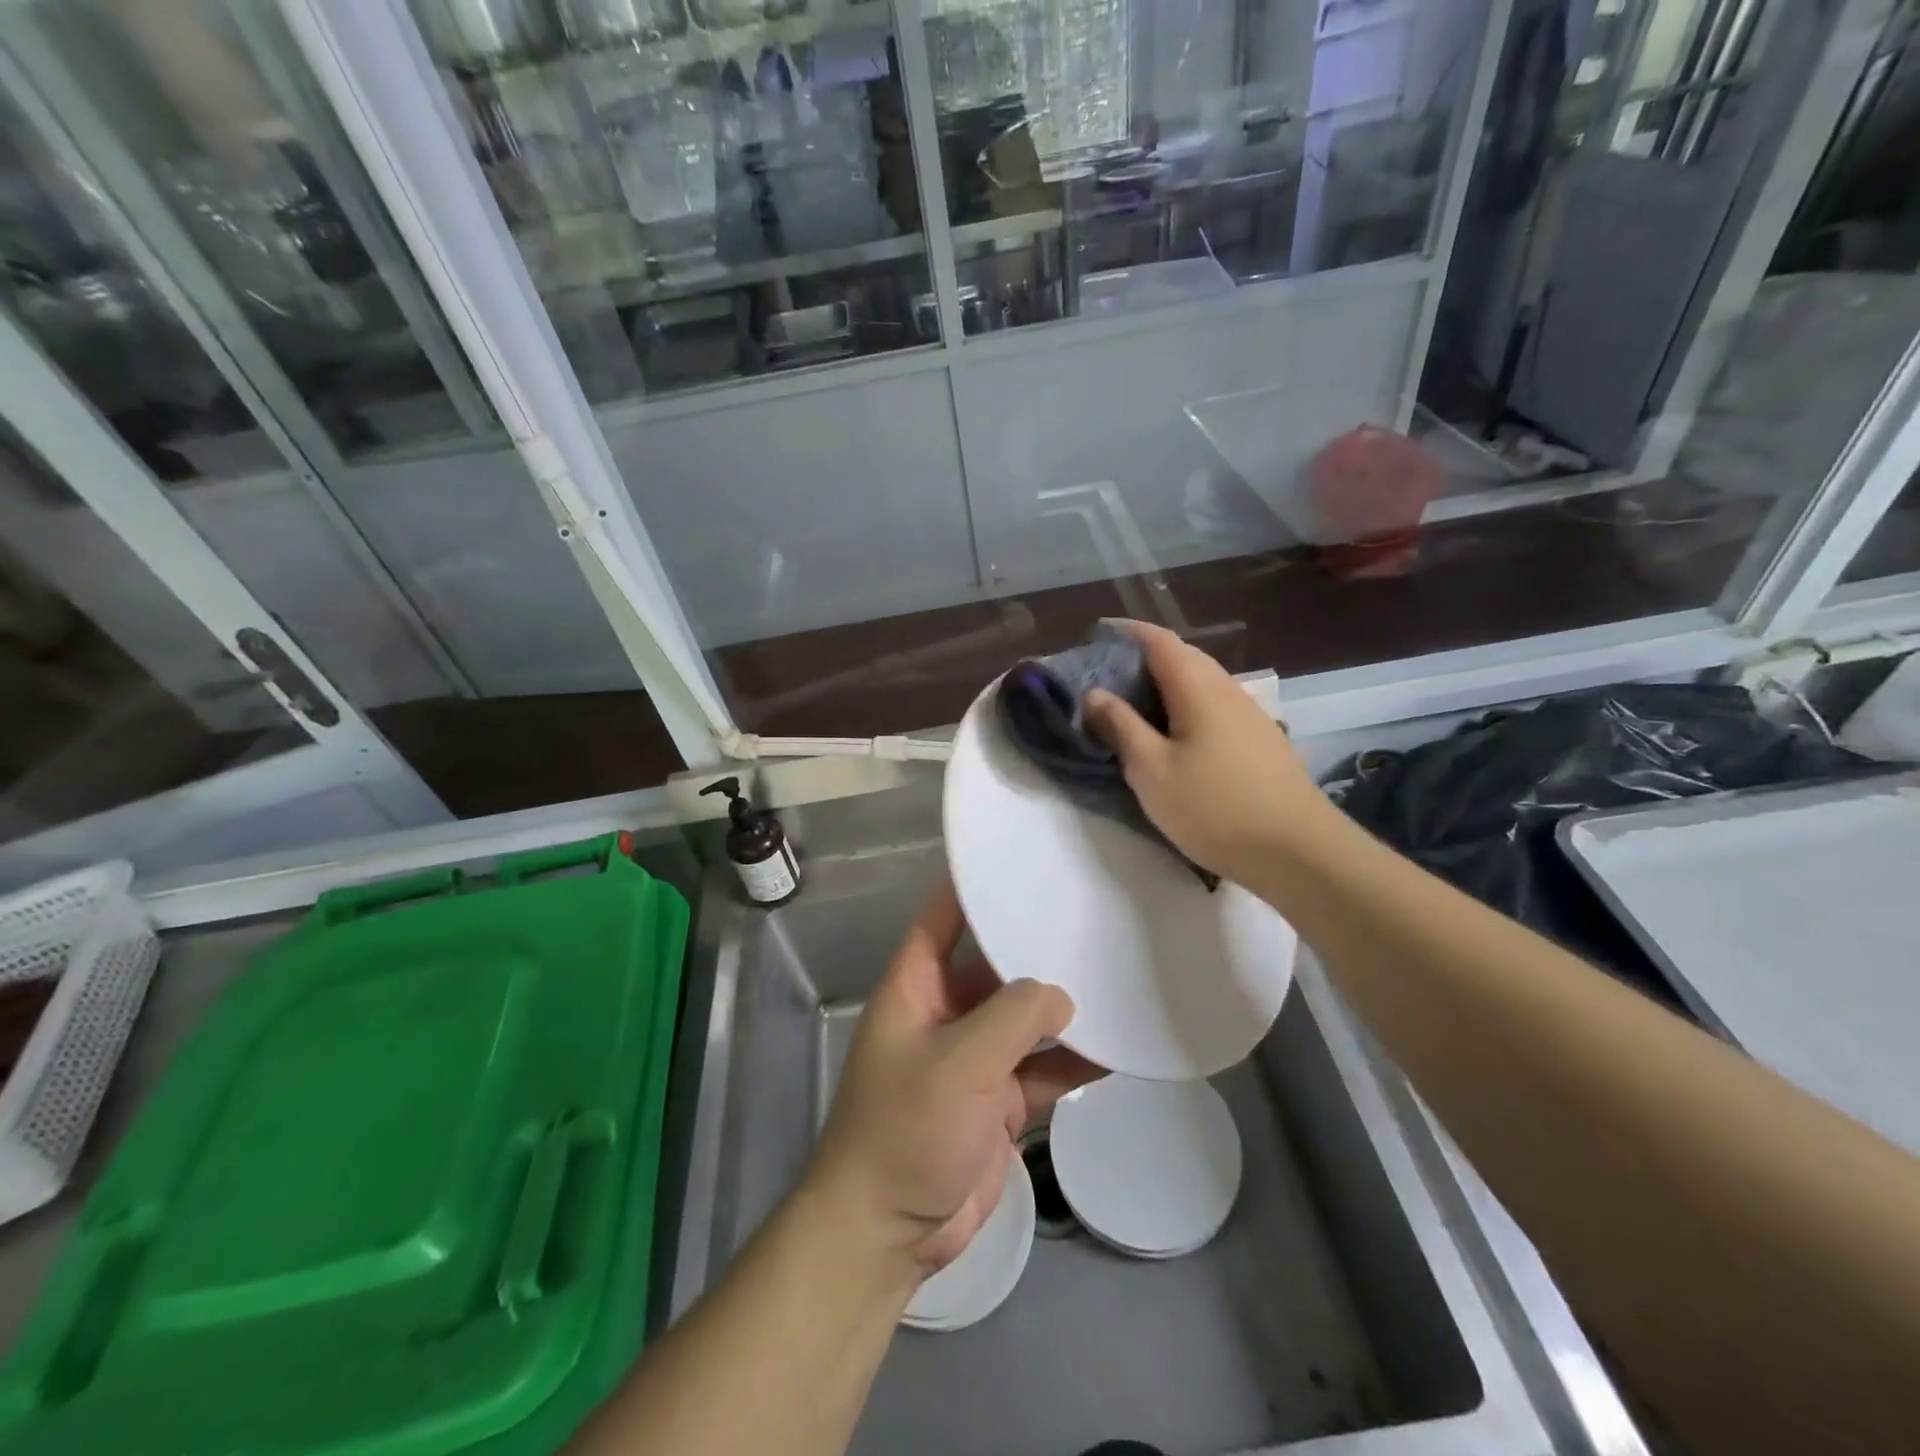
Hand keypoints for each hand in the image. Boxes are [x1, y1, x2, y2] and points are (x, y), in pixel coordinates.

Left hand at [808, 882, 1102, 1277]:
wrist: (888, 1232)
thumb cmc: (906, 1128)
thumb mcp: (959, 1063)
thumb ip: (1013, 1018)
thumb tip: (1062, 995)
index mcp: (917, 985)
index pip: (943, 917)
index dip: (974, 886)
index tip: (1022, 860)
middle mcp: (946, 1012)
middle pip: (995, 966)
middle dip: (1037, 949)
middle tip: (1093, 918)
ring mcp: (974, 1059)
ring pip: (1025, 1020)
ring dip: (1063, 1010)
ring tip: (1117, 977)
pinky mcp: (998, 1101)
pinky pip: (1041, 1069)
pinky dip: (1073, 1061)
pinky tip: (1118, 1049)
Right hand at [1083, 619, 1332, 883]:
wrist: (1298, 852)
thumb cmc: (1214, 808)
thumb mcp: (1151, 771)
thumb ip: (1120, 727)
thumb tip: (1094, 693)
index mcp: (1199, 689)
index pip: (1160, 642)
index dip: (1128, 632)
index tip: (1098, 634)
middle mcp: (1228, 690)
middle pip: (1184, 657)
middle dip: (1145, 656)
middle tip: (1108, 674)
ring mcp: (1250, 715)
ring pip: (1203, 682)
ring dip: (1168, 681)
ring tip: (1136, 703)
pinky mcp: (1261, 741)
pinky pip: (1216, 705)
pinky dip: (1187, 704)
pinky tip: (1177, 733)